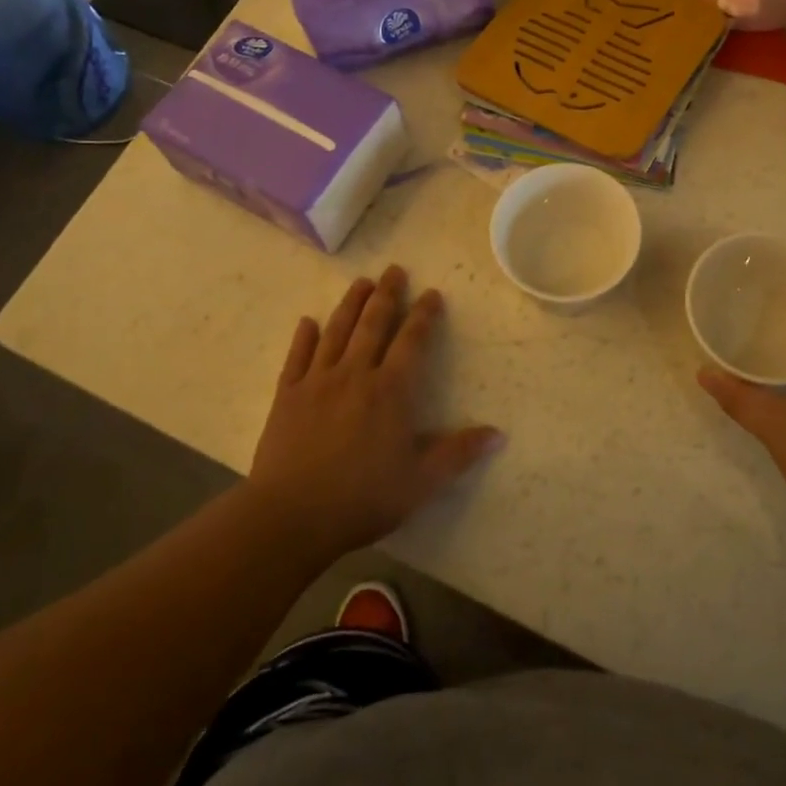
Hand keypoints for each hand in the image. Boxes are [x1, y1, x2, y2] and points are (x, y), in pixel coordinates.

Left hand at [248, 266, 501, 558]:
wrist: (292, 516)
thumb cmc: (363, 498)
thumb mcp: (421, 481)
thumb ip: (459, 453)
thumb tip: (499, 434)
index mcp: (390, 390)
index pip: (412, 341)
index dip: (424, 315)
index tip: (431, 294)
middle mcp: (354, 374)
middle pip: (373, 324)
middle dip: (387, 295)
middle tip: (394, 270)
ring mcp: (316, 382)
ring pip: (336, 332)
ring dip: (350, 304)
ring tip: (360, 282)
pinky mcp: (286, 396)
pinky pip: (296, 357)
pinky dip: (303, 337)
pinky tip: (307, 322)